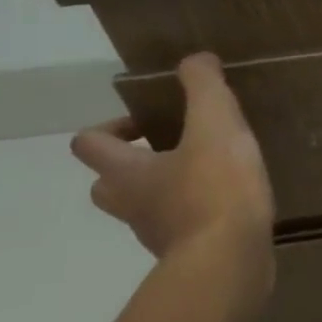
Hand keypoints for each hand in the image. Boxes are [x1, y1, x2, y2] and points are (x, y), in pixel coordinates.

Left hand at [70, 54, 275, 302]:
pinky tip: (231, 202)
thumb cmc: (215, 189)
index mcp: (127, 172)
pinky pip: (182, 228)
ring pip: (145, 207)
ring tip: (211, 171)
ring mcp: (157, 235)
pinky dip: (197, 213)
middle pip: (108, 184)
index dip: (110, 127)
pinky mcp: (188, 255)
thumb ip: (204, 87)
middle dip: (132, 164)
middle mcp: (132, 205)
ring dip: (166, 189)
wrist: (230, 261)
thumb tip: (195, 59)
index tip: (148, 121)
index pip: (89, 144)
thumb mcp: (216, 124)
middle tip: (173, 148)